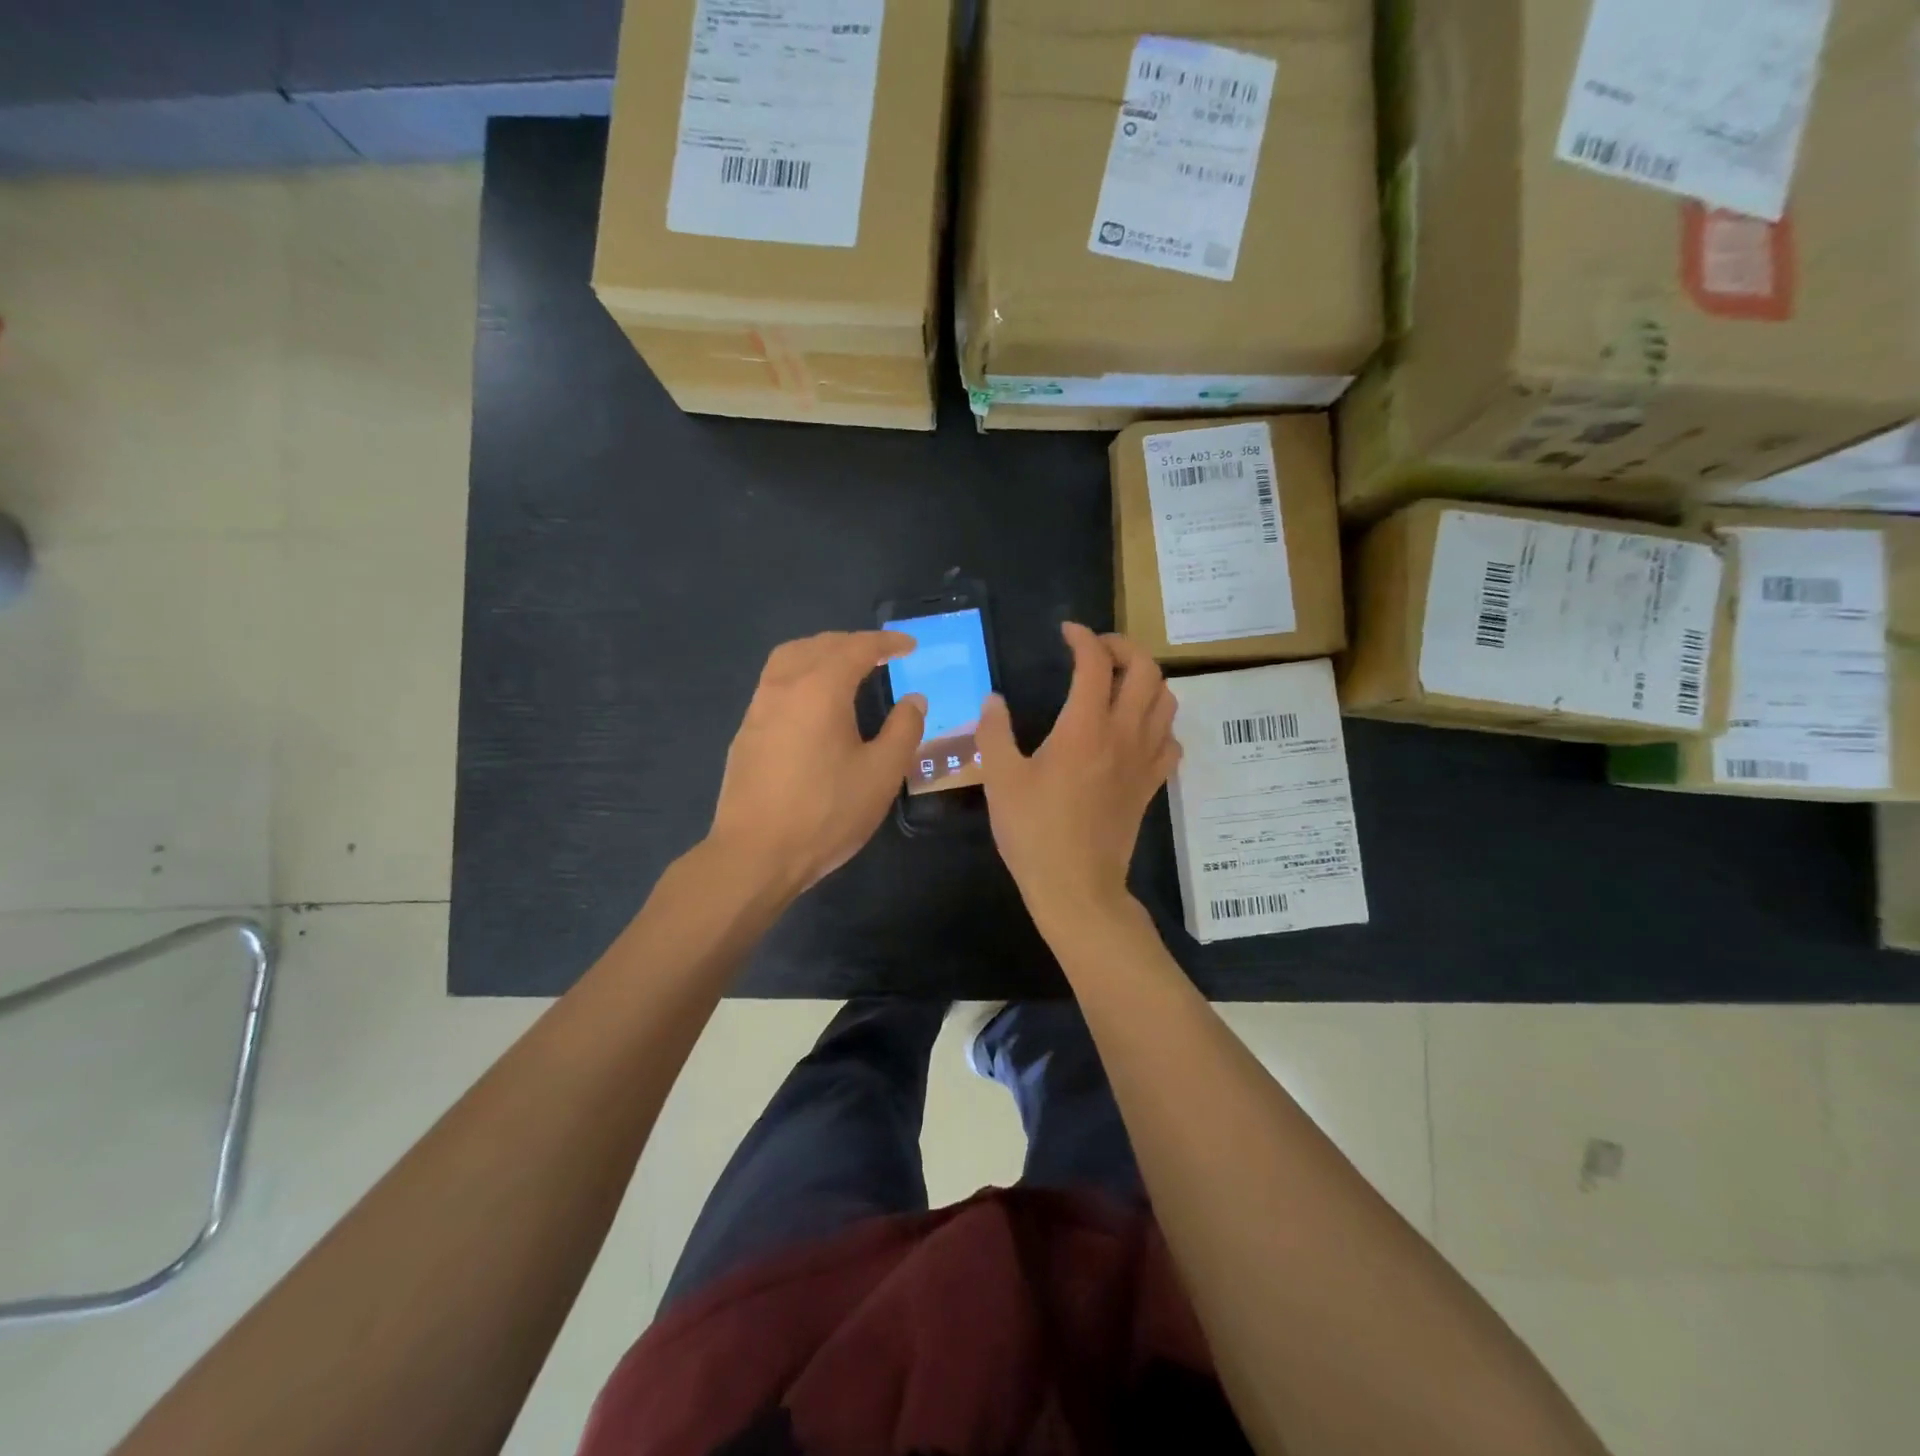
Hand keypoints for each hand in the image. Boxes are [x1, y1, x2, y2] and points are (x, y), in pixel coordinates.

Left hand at [707, 631, 925, 896]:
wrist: (755, 854)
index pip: (857, 648)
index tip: (910, 646)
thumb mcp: (881, 774)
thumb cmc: (826, 813)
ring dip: (822, 652)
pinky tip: (814, 703)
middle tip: (882, 655)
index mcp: (820, 689)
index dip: (887, 643)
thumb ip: (904, 730)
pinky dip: (801, 673)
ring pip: (790, 658)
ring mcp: (759, 708)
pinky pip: (776, 682)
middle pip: (819, 645)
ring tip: (846, 668)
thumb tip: (914, 699)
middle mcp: (784, 686)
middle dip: (854, 643)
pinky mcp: (746, 731)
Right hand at [977, 623, 1179, 927]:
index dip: (1083, 638)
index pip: (1096, 664)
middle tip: (1097, 651)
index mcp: (1084, 728)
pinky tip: (1136, 729)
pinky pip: (1170, 739)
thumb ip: (994, 733)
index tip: (1067, 632)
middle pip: (1147, 670)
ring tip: (1118, 682)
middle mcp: (1123, 735)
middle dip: (1124, 647)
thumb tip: (994, 701)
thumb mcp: (1001, 780)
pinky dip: (1158, 722)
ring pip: (1167, 700)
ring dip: (1146, 679)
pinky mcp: (1152, 784)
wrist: (1076, 886)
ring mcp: (1144, 760)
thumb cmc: (1034, 832)